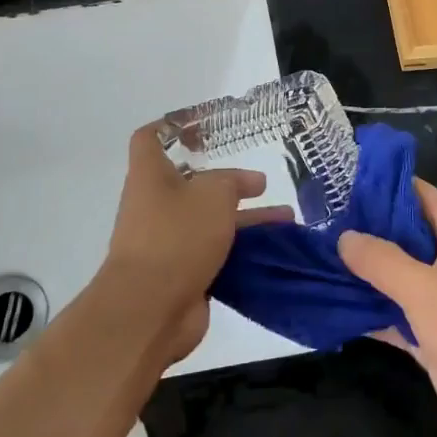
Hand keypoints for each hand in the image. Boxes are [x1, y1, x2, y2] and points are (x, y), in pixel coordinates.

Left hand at [101, 123, 292, 365]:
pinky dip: (242, 251)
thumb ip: (231, 182)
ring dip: (246, 220)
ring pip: (211, 222)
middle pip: (191, 185)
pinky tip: (275, 250)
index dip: (171, 128)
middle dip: (229, 184)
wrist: (150, 309)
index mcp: (150, 177)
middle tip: (262, 183)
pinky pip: (216, 254)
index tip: (201, 127)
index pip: (149, 139)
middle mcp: (155, 206)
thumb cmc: (177, 236)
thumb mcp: (213, 194)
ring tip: (287, 219)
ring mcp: (168, 242)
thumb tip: (245, 183)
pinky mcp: (182, 274)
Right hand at [339, 179, 436, 436]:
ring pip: (399, 276)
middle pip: (406, 235)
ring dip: (365, 272)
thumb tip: (344, 237)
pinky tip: (333, 305)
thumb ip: (381, 259)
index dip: (386, 186)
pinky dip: (371, 310)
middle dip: (368, 230)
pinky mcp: (434, 335)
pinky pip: (397, 313)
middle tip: (322, 222)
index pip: (422, 195)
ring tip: (319, 258)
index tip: (344, 182)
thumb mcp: (423, 286)